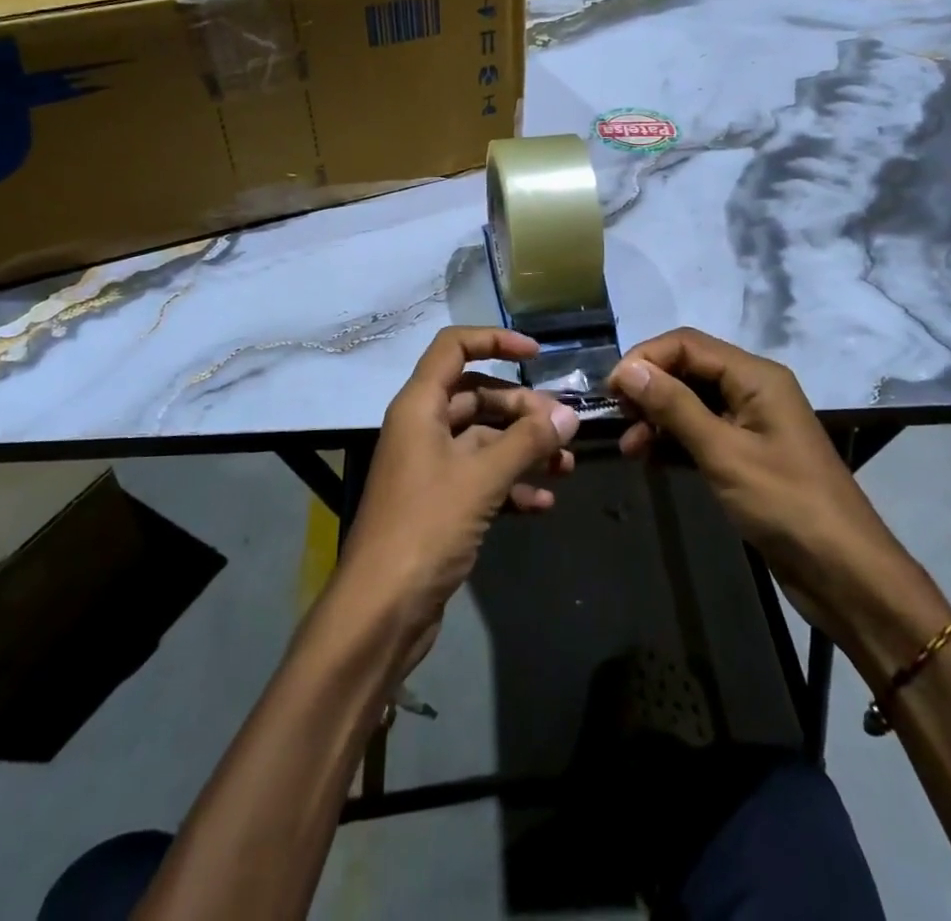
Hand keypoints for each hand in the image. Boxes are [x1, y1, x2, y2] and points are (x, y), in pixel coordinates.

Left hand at [338, 327, 578, 658]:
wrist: (381, 610)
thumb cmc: (426, 527)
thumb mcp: (481, 478)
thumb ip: (526, 441)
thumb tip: (569, 415)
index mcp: (419, 406)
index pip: (453, 348)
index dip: (494, 340)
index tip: (536, 354)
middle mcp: (421, 429)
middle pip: (476, 397)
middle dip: (522, 409)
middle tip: (564, 428)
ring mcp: (429, 468)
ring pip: (483, 441)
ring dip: (523, 448)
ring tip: (566, 465)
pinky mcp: (438, 505)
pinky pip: (481, 479)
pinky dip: (511, 485)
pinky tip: (544, 503)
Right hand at [608, 328, 947, 661]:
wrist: (845, 575)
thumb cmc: (786, 504)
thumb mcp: (723, 452)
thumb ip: (674, 407)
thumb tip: (628, 369)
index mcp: (755, 376)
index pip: (687, 345)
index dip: (645, 359)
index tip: (610, 390)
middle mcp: (753, 390)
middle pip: (688, 369)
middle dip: (649, 388)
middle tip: (616, 418)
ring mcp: (751, 423)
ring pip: (690, 403)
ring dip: (656, 418)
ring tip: (629, 448)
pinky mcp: (747, 454)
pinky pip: (701, 432)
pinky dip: (673, 441)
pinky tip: (649, 460)